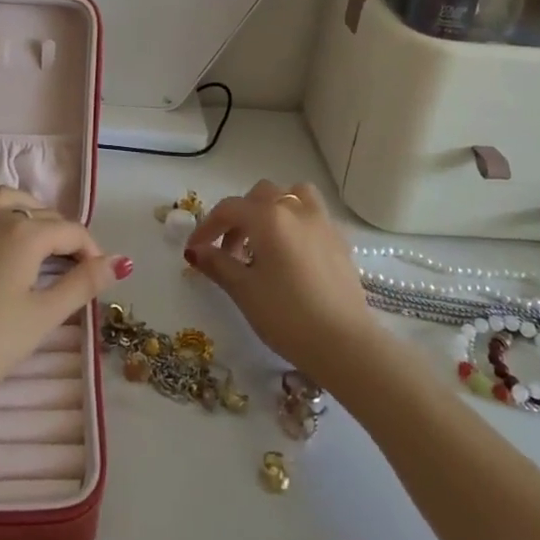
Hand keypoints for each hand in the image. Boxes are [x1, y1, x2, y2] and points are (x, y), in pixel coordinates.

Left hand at [0, 186, 130, 411]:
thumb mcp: (40, 318)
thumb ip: (82, 285)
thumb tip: (121, 262)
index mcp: (24, 232)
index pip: (70, 231)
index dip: (91, 251)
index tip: (100, 276)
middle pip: (40, 213)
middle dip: (63, 235)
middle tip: (72, 267)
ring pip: (6, 201)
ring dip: (29, 214)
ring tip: (37, 244)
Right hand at [184, 180, 379, 383]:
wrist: (345, 344)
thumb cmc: (286, 316)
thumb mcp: (244, 291)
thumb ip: (217, 264)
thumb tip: (196, 250)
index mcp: (268, 216)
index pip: (229, 209)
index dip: (206, 227)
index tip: (194, 249)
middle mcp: (296, 209)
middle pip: (260, 195)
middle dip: (239, 216)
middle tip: (229, 250)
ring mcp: (322, 222)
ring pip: (293, 195)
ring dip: (273, 208)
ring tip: (264, 240)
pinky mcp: (340, 241)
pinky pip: (313, 215)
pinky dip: (296, 222)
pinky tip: (291, 254)